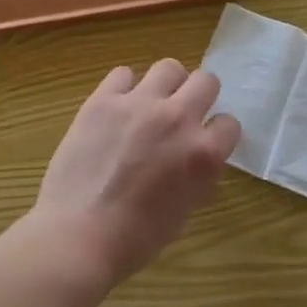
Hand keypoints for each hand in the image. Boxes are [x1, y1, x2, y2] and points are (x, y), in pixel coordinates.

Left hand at [30, 60, 242, 287]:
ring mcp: (139, 104)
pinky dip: (124, 87)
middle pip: (206, 80)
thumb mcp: (183, 213)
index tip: (205, 141)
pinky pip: (123, 73)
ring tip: (152, 103)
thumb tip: (196, 161)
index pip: (229, 123)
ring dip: (166, 84)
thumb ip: (197, 178)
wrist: (77, 236)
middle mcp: (177, 119)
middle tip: (183, 113)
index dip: (217, 133)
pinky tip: (117, 107)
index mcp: (203, 153)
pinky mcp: (104, 99)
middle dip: (200, 96)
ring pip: (168, 67)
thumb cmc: (134, 239)